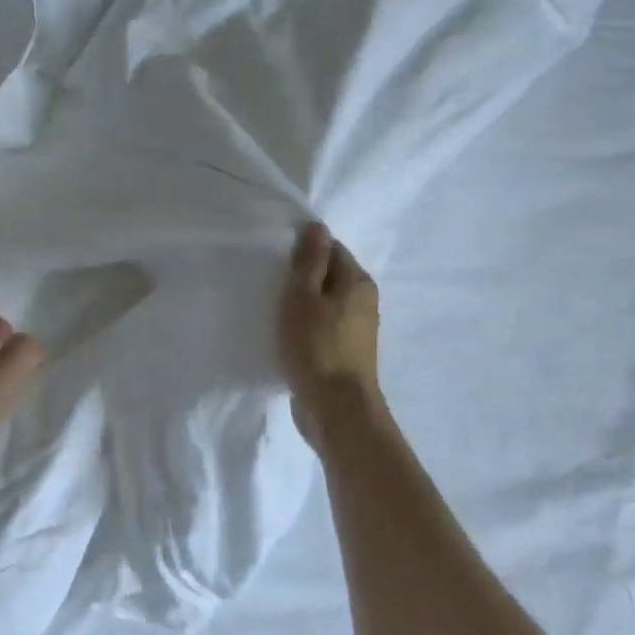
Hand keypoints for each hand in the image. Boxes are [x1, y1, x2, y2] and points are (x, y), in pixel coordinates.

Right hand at [279, 223, 381, 440]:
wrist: (337, 408)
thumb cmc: (315, 346)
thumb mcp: (303, 296)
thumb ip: (309, 261)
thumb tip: (316, 226)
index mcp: (357, 281)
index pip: (331, 249)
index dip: (303, 250)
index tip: (276, 260)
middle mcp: (364, 300)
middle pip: (329, 275)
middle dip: (302, 277)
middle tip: (269, 284)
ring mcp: (357, 329)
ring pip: (325, 303)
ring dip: (302, 303)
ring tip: (273, 310)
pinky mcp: (346, 352)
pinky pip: (323, 326)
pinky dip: (306, 325)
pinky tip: (286, 335)